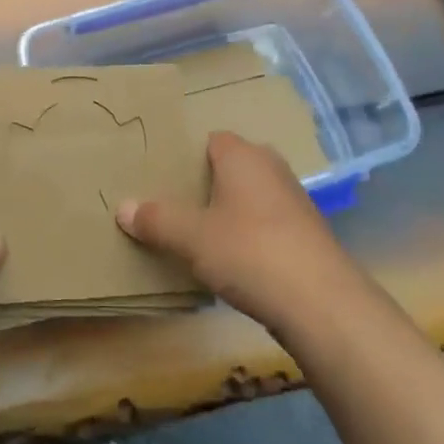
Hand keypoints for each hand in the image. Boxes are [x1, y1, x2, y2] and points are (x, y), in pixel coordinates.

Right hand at [115, 131, 366, 337]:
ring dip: (225, 214)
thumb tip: (122, 207)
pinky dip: (246, 237)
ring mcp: (293, 202)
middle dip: (203, 185)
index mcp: (243, 156)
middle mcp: (271, 168)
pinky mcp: (305, 236)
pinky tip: (229, 262)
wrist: (321, 303)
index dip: (186, 156)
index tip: (160, 177)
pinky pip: (264, 225)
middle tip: (171, 206)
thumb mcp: (191, 237)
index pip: (210, 140)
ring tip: (193, 236)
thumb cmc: (249, 252)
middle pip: (229, 168)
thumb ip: (156, 219)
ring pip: (248, 198)